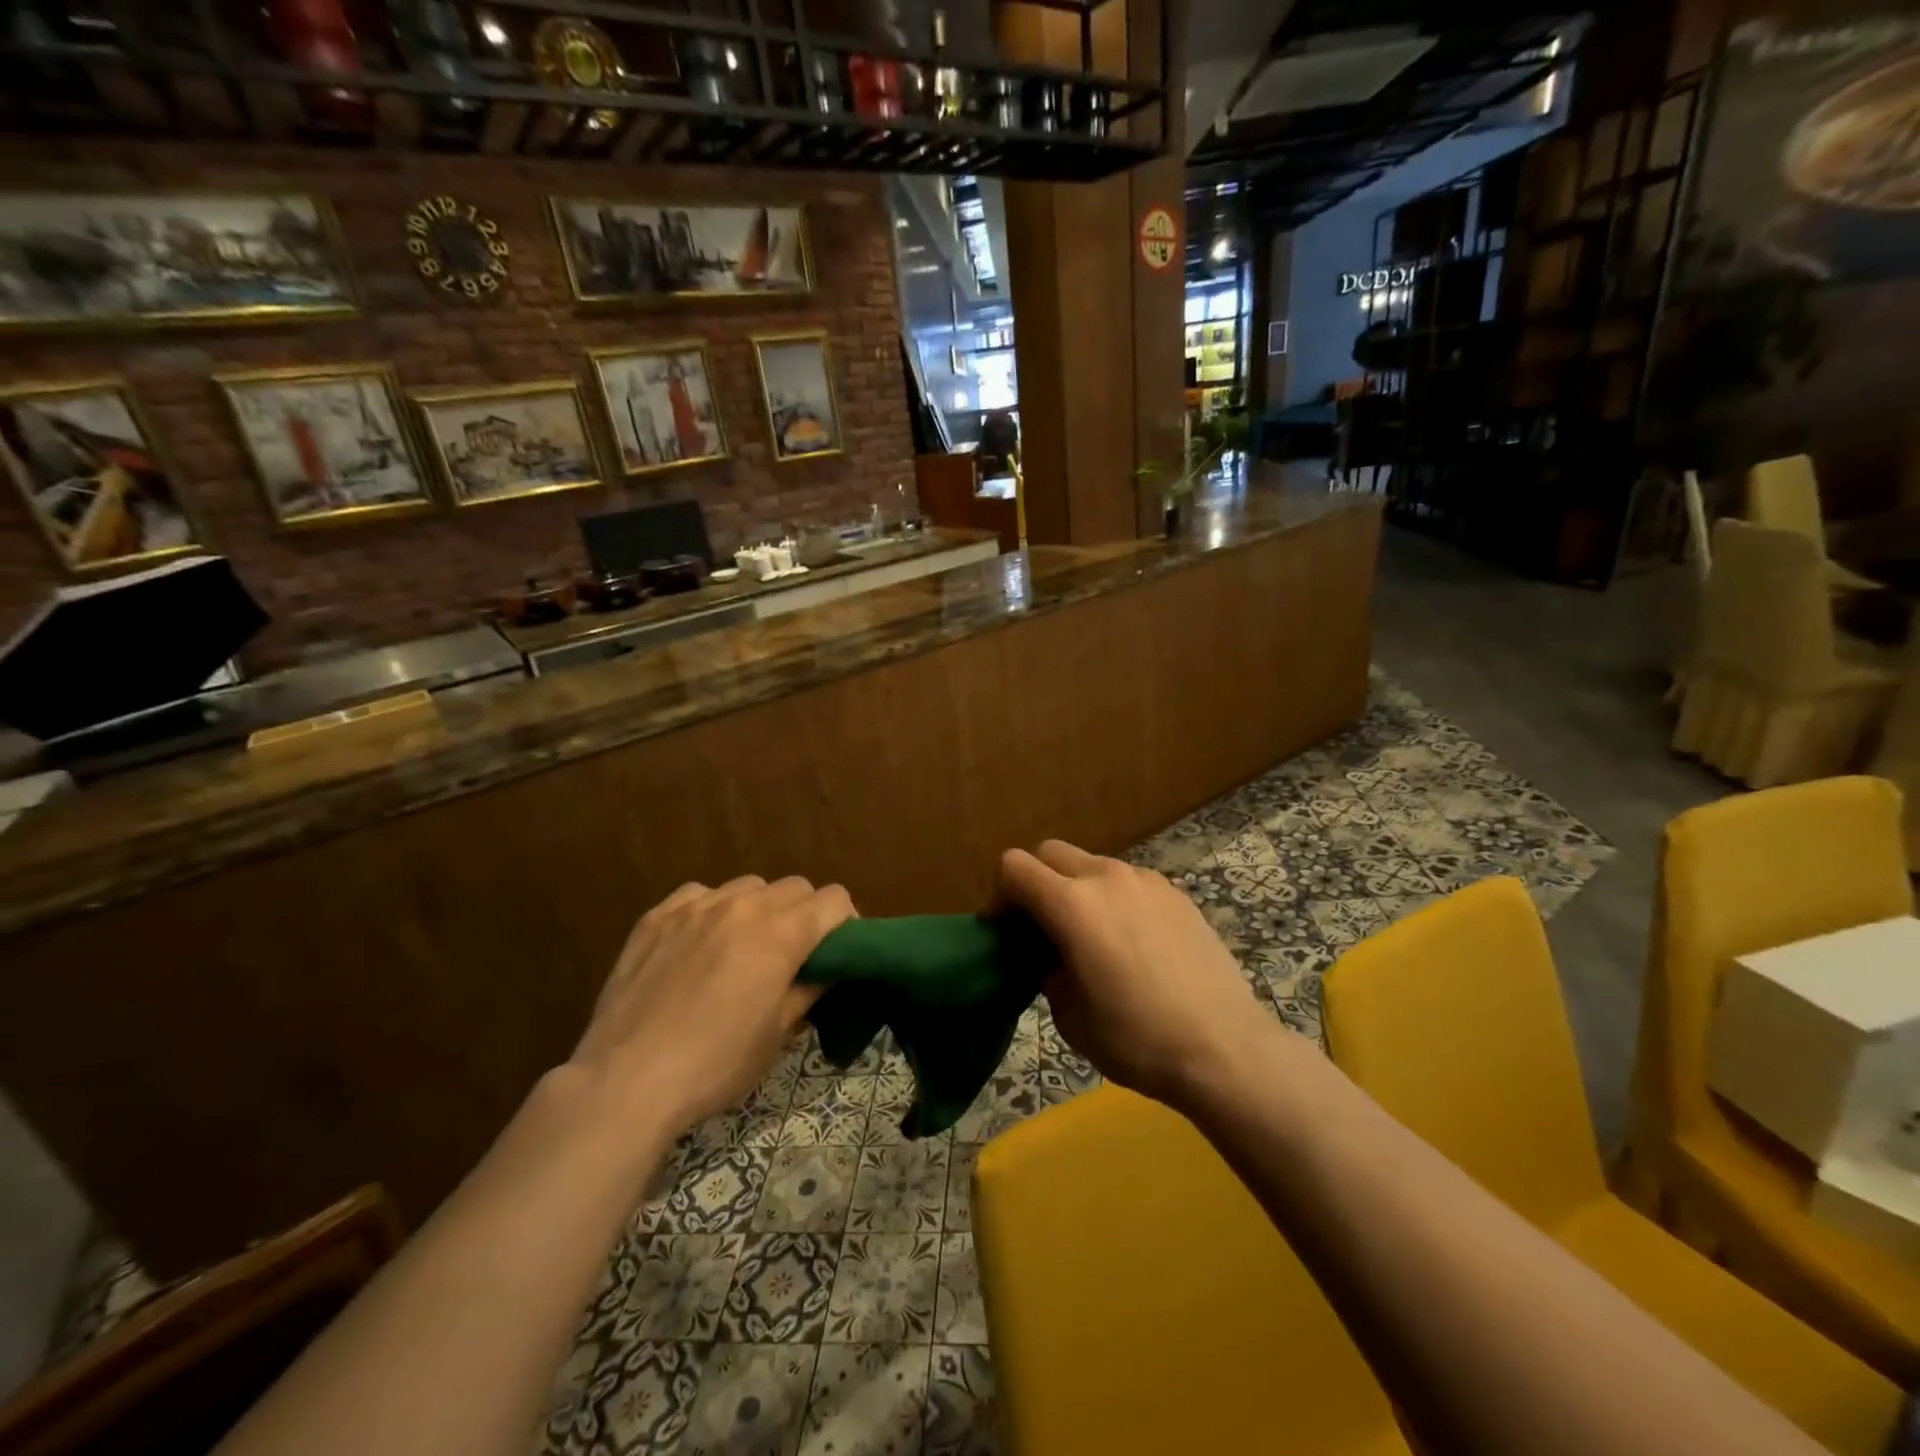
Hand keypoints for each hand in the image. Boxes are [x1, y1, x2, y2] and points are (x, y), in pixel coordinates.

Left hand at [569, 875, 854, 1135]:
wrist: (626, 1081)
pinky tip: (699, 943)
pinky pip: (700, 894)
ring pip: (748, 886)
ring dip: (760, 908)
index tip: (838, 950)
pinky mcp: (656, 916)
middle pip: (795, 887)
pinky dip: (712, 910)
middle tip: (794, 954)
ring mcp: (695, 906)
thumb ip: (810, 989)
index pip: (834, 899)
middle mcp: (742, 906)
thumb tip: (830, 969)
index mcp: (781, 933)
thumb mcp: (778, 1034)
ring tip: (744, 946)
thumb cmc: (715, 1064)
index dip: (845, 922)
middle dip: (805, 913)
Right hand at [998, 840, 1284, 1110]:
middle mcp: (1107, 877)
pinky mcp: (1176, 893)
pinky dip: (1115, 899)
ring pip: (1092, 865)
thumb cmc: (1137, 1039)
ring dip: (1077, 889)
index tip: (1006, 930)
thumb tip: (1053, 956)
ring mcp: (1146, 880)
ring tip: (1092, 937)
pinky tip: (1134, 943)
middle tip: (1043, 928)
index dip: (1000, 894)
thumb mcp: (1070, 1017)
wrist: (1224, 1048)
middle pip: (1051, 853)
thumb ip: (1048, 971)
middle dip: (1036, 881)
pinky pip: (1129, 882)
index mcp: (1072, 904)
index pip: (1014, 865)